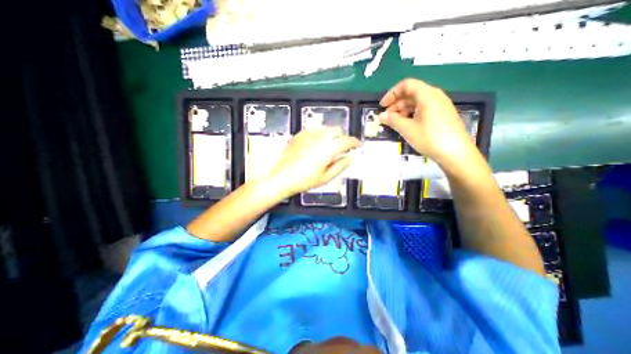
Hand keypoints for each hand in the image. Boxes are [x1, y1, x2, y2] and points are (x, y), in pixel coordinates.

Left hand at [264, 126, 355, 197]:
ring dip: (331, 135)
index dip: (354, 142)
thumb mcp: (325, 177)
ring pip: (326, 128)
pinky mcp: (299, 135)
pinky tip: (316, 144)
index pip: (346, 141)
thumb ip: (341, 165)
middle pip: (337, 130)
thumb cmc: (303, 180)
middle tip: (342, 147)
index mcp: (327, 149)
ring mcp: (308, 135)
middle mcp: (318, 138)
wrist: (280, 177)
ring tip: (329, 146)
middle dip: (342, 137)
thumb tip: (351, 158)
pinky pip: (314, 129)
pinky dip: (320, 134)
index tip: (356, 145)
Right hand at [380, 77, 478, 168]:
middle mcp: (435, 96)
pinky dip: (412, 114)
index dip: (391, 94)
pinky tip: (407, 126)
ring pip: (417, 102)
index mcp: (427, 95)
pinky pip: (423, 109)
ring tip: (395, 123)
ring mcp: (440, 105)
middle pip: (411, 93)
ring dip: (403, 110)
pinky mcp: (442, 115)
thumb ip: (392, 120)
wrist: (456, 153)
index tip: (382, 106)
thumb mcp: (407, 129)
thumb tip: (381, 115)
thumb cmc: (430, 138)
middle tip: (387, 118)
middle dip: (396, 104)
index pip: (406, 85)